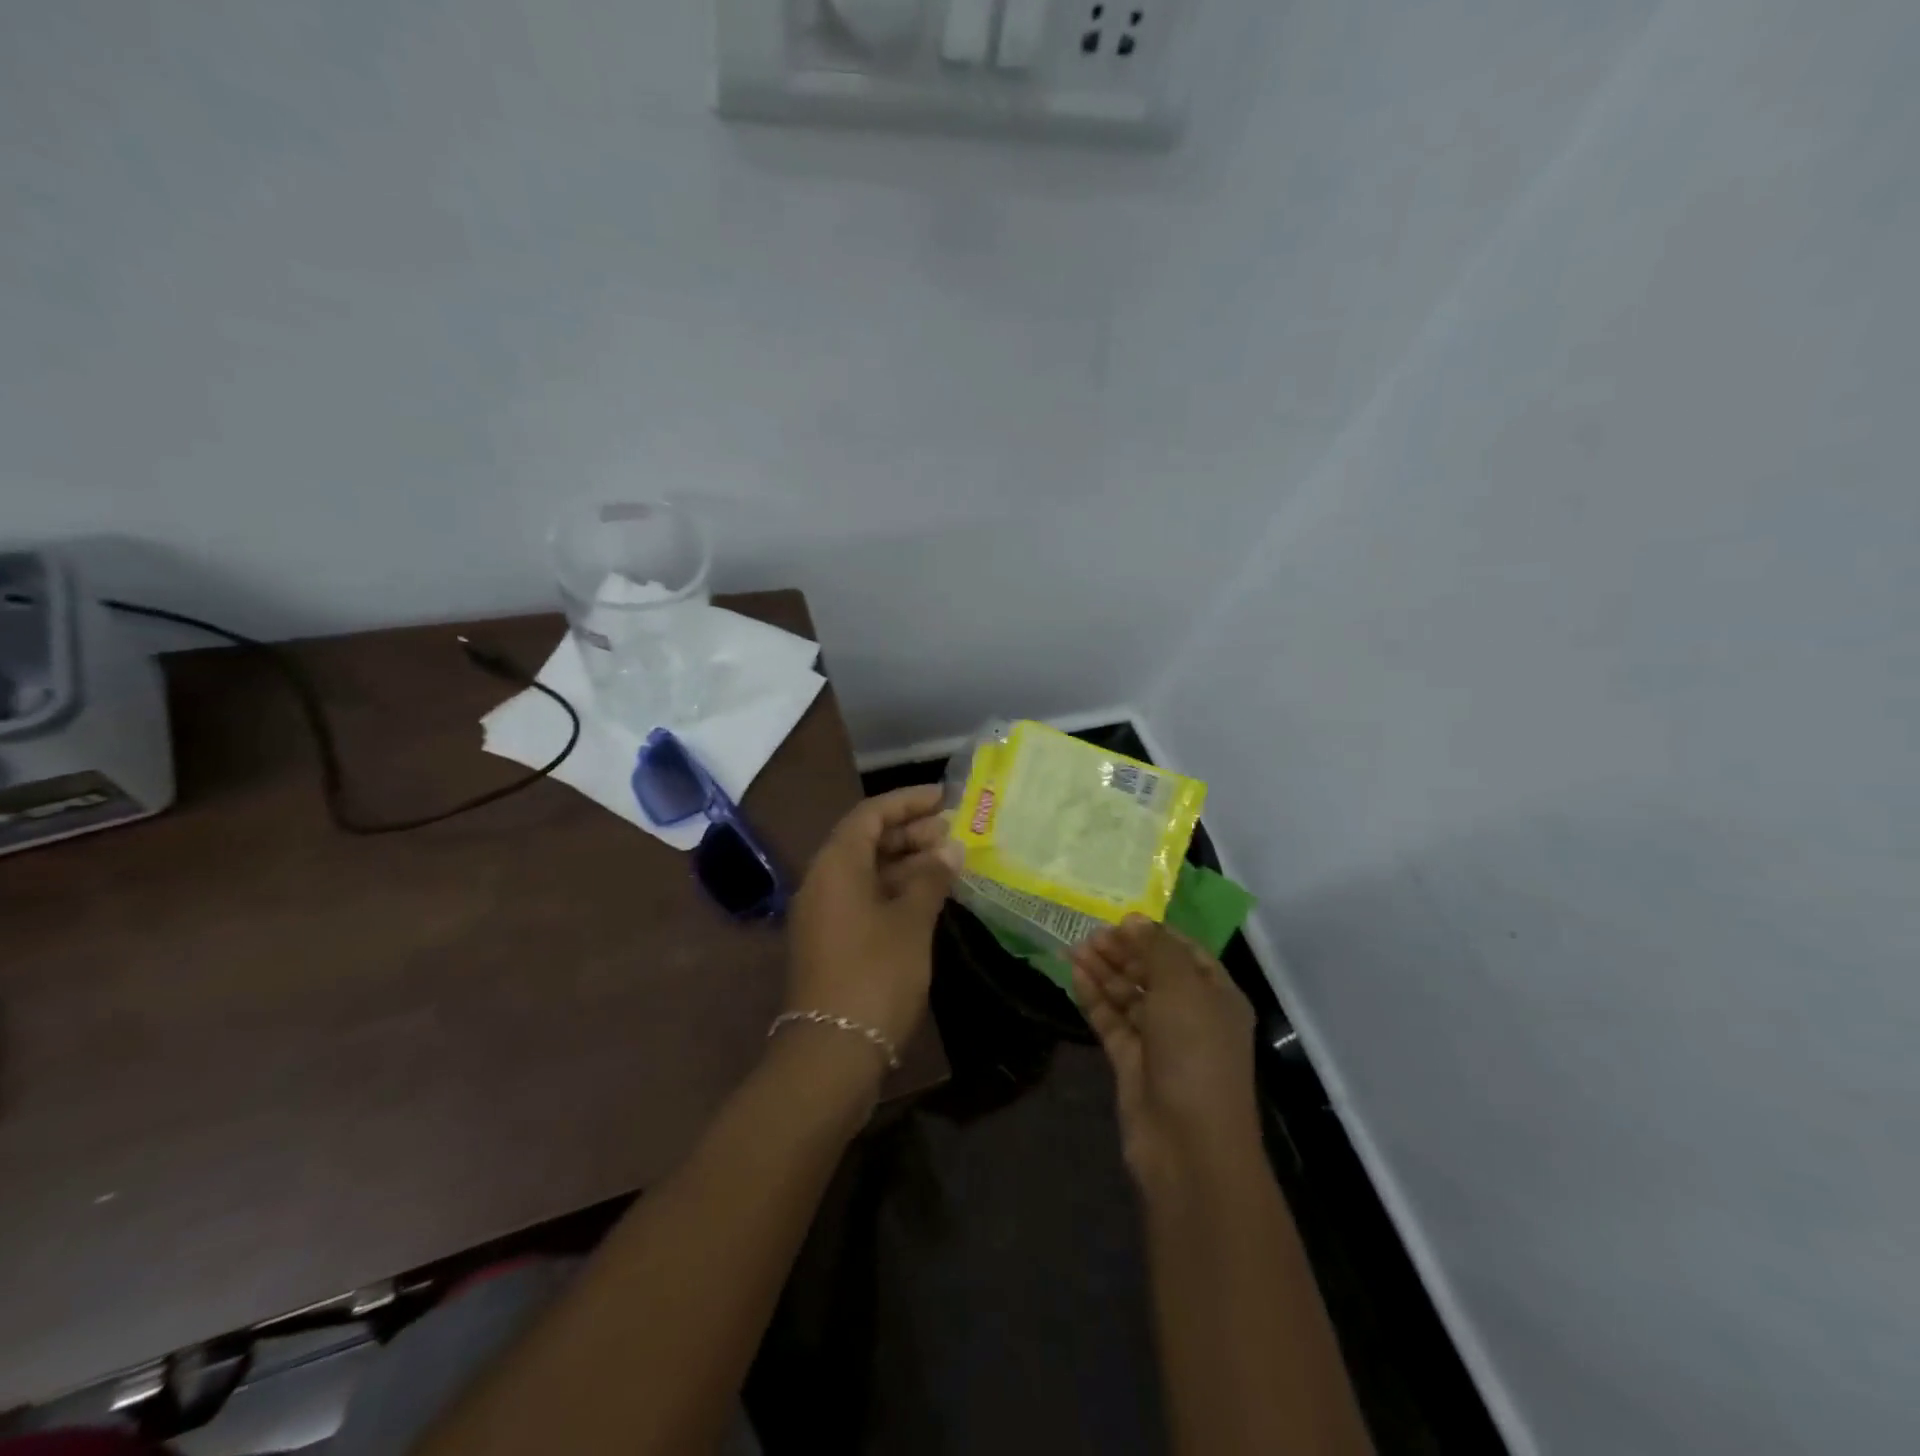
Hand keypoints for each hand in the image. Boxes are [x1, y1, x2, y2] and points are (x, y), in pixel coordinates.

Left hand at [785, 784, 959, 1065]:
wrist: (832, 1052)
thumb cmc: (875, 975)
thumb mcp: (911, 922)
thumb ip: (931, 879)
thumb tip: (950, 850)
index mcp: (836, 865)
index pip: (870, 814)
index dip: (907, 801)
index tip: (943, 798)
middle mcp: (823, 881)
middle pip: (867, 840)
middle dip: (910, 832)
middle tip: (953, 832)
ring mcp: (825, 913)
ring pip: (868, 871)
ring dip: (906, 862)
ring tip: (950, 861)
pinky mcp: (833, 941)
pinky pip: (865, 898)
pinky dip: (896, 890)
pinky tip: (929, 896)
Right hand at [1071, 917, 1261, 1192]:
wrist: (1189, 1144)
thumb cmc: (1195, 1052)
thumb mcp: (1182, 988)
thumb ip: (1156, 949)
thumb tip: (1134, 920)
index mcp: (1216, 995)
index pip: (1186, 952)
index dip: (1154, 933)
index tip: (1120, 919)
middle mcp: (1191, 1015)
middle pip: (1153, 972)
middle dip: (1123, 951)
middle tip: (1090, 934)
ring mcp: (1161, 1041)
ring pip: (1129, 996)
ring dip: (1104, 971)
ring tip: (1074, 948)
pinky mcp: (1133, 1063)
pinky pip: (1112, 1022)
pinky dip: (1095, 999)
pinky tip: (1075, 976)